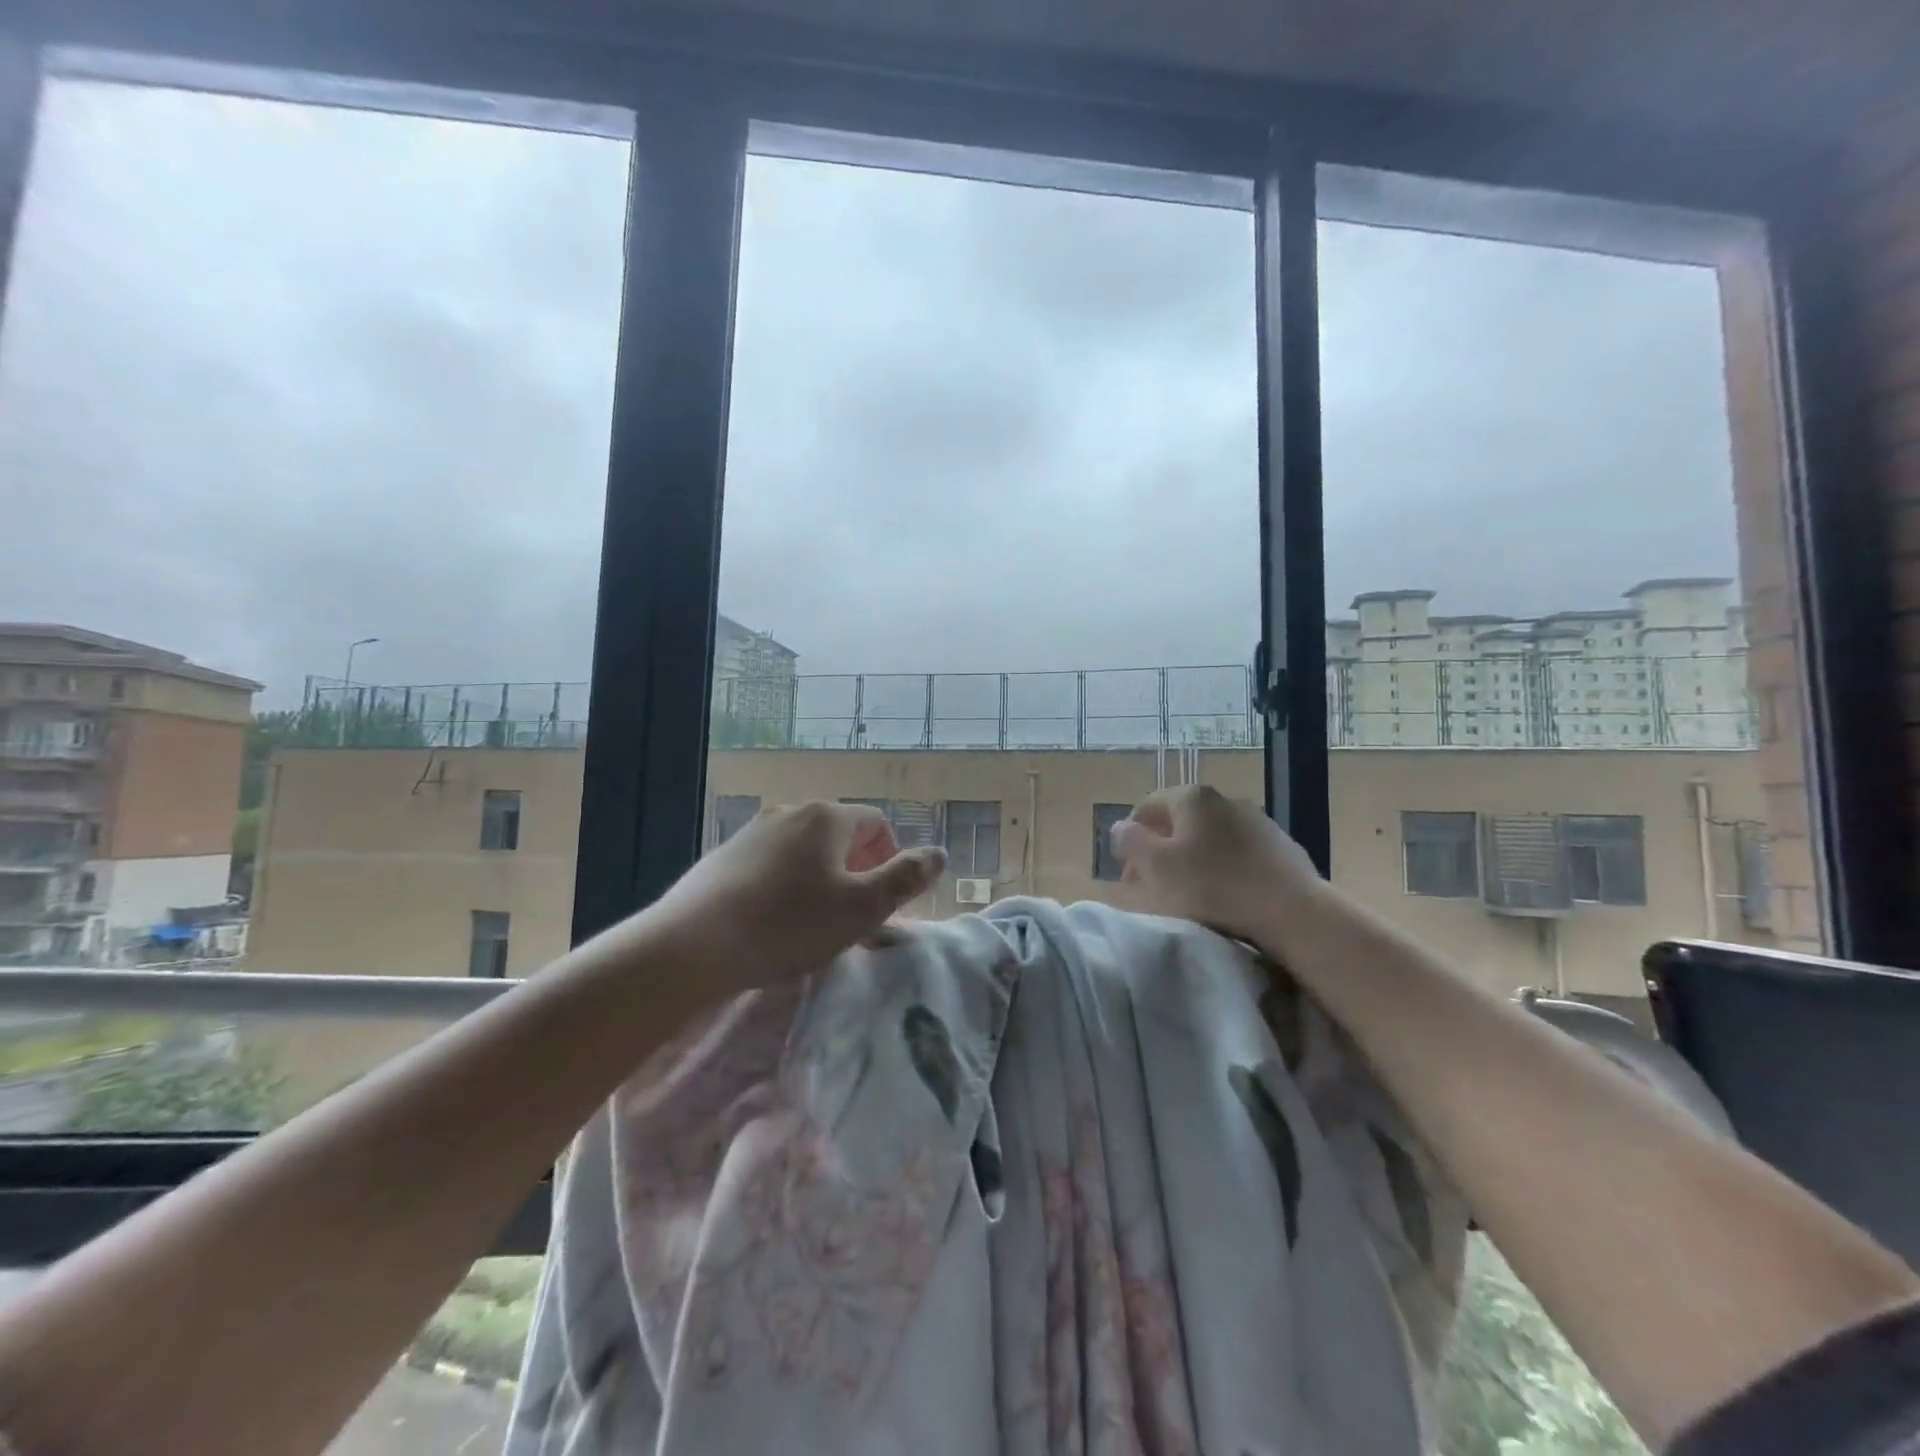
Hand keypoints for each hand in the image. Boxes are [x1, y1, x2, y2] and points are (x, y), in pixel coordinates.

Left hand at [646, 800, 945, 994]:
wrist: (693, 944)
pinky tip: (771, 923)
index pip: (877, 823)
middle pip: (840, 835)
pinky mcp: (723, 857)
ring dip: (819, 879)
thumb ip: (906, 878)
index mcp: (828, 817)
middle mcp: (791, 812)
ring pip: (804, 851)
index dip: (889, 859)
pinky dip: (784, 886)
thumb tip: (938, 854)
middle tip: (850, 916)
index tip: (880, 901)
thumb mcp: (861, 908)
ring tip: (811, 923)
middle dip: (855, 870)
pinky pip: (771, 865)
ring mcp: (752, 832)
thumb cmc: (789, 923)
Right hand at [1110, 786, 1326, 954]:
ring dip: (1193, 860)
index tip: (1128, 871)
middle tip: (1152, 885)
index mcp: (1192, 797)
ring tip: (1189, 895)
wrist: (1292, 912)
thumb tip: (1121, 828)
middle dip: (1162, 850)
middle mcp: (1225, 800)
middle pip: (1180, 822)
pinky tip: (1225, 896)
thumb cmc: (1213, 886)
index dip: (1132, 837)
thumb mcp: (1155, 866)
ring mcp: (1258, 822)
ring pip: (1210, 838)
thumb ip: (1130, 841)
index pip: (1148, 806)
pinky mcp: (1282, 848)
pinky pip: (1239, 855)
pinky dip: (1224, 869)